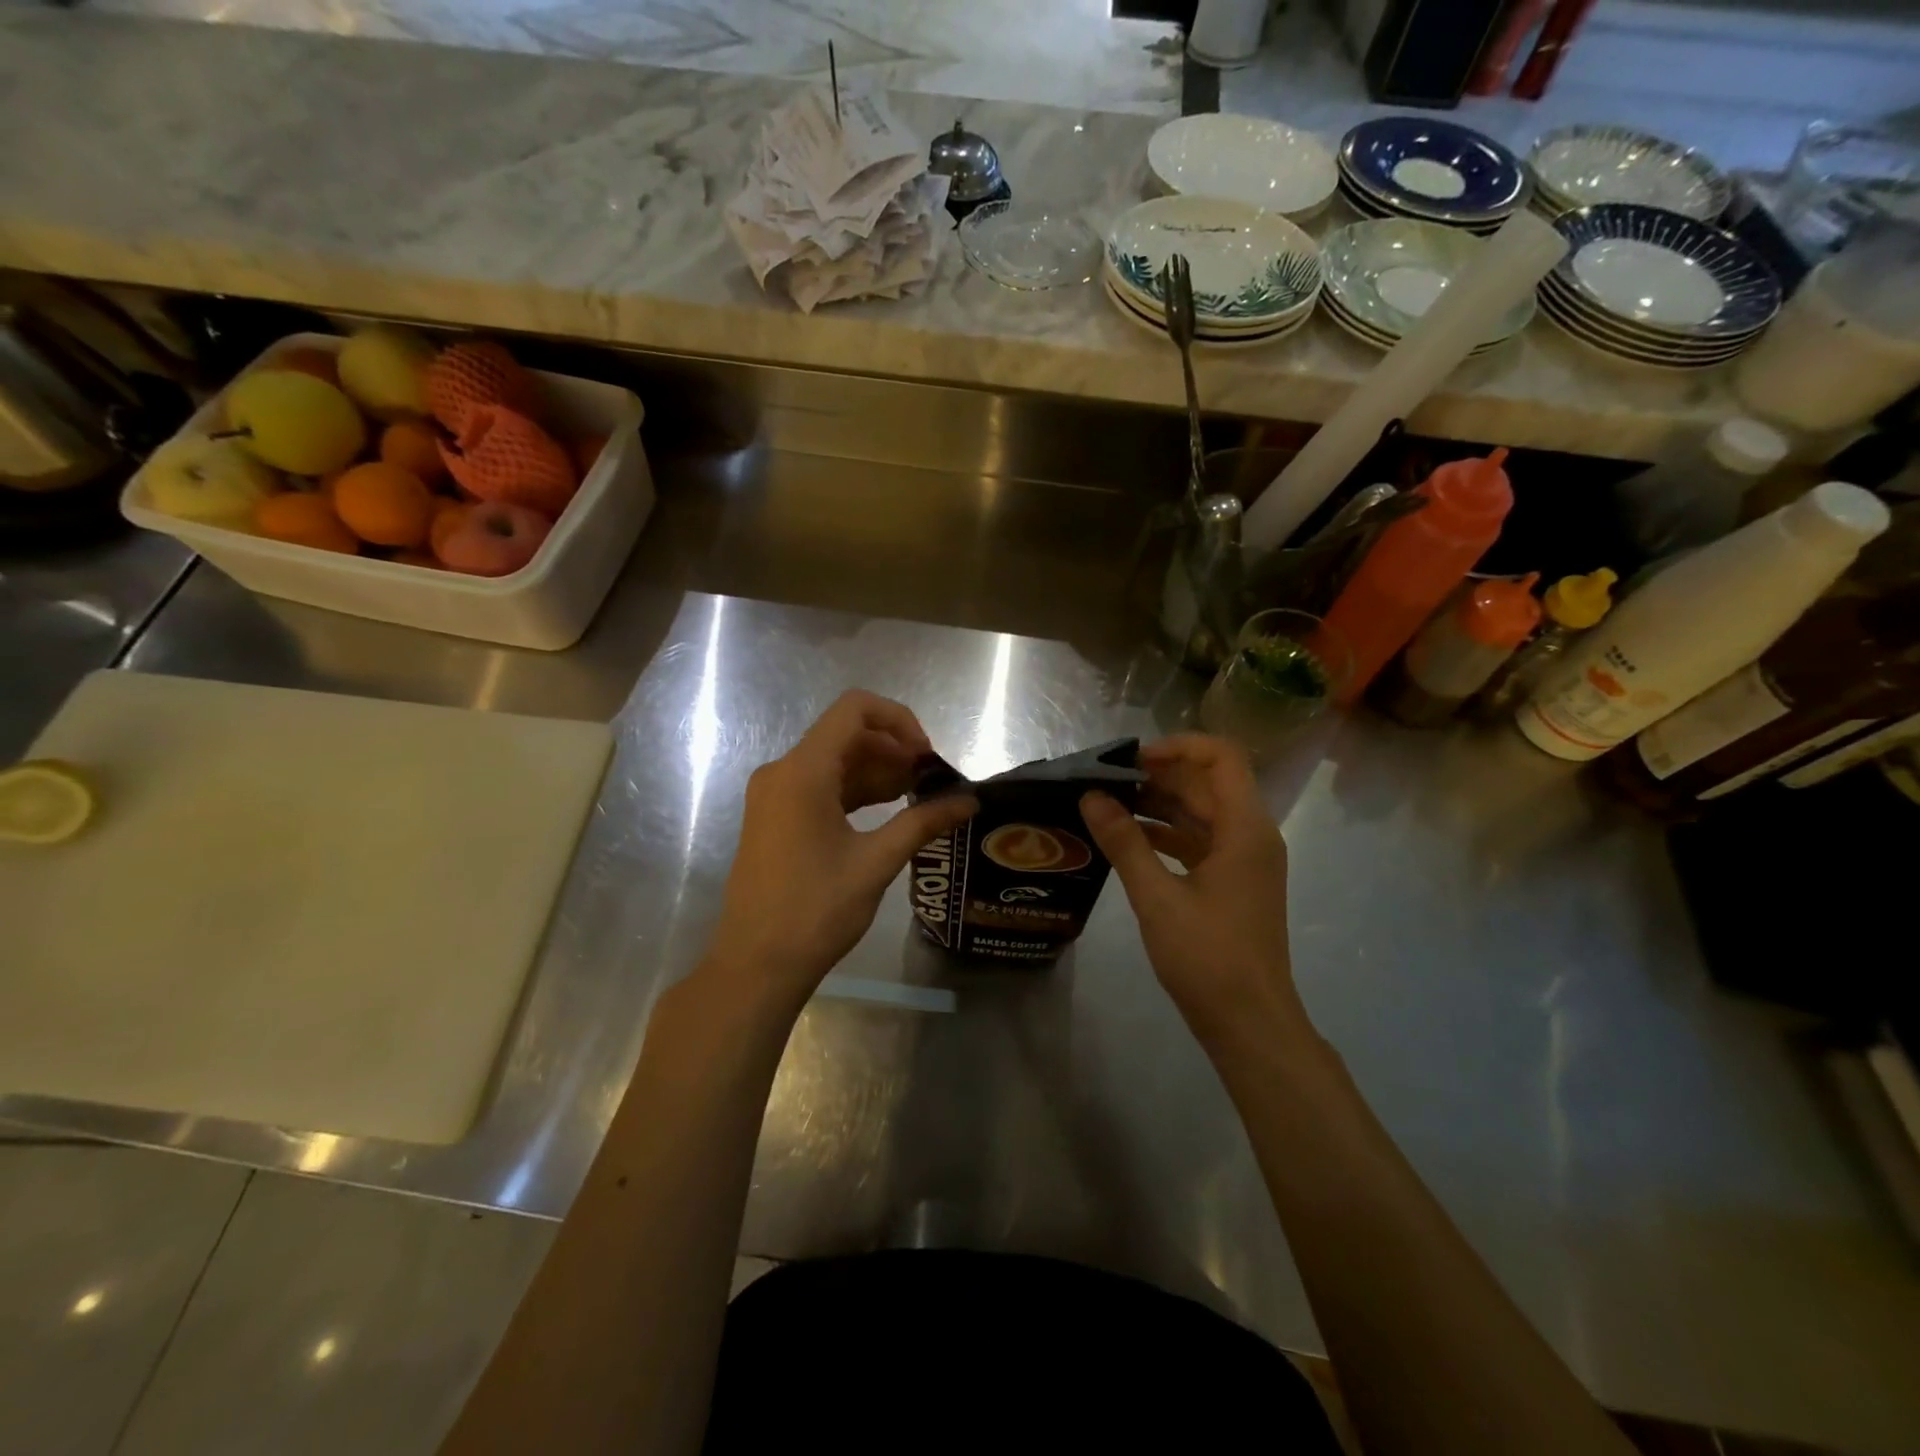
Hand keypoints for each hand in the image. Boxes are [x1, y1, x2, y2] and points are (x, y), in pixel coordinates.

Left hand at [701, 690, 976, 1021]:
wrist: (757, 965)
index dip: (899, 720)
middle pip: (846, 735)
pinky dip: (856, 792)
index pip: (854, 709)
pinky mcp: (775, 818)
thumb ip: (924, 822)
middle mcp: (783, 772)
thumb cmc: (815, 911)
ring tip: (918, 799)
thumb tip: (969, 801)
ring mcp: (775, 795)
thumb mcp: (876, 862)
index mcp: (802, 772)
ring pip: (835, 762)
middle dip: (894, 750)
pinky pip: (820, 787)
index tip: (927, 756)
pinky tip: (888, 812)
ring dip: (878, 772)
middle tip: (931, 782)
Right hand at [1079, 734, 1307, 1050]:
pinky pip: (1199, 841)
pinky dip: (1166, 834)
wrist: (1249, 1023)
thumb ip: (1124, 842)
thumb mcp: (1157, 897)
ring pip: (1201, 813)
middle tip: (1106, 781)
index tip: (1132, 759)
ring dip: (1159, 804)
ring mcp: (1244, 860)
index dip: (1178, 747)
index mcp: (1245, 829)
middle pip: (1208, 783)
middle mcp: (1251, 835)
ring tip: (1108, 805)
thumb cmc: (1208, 958)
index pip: (1222, 757)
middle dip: (1159, 776)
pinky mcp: (1233, 882)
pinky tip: (1127, 839)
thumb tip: (1091, 797)